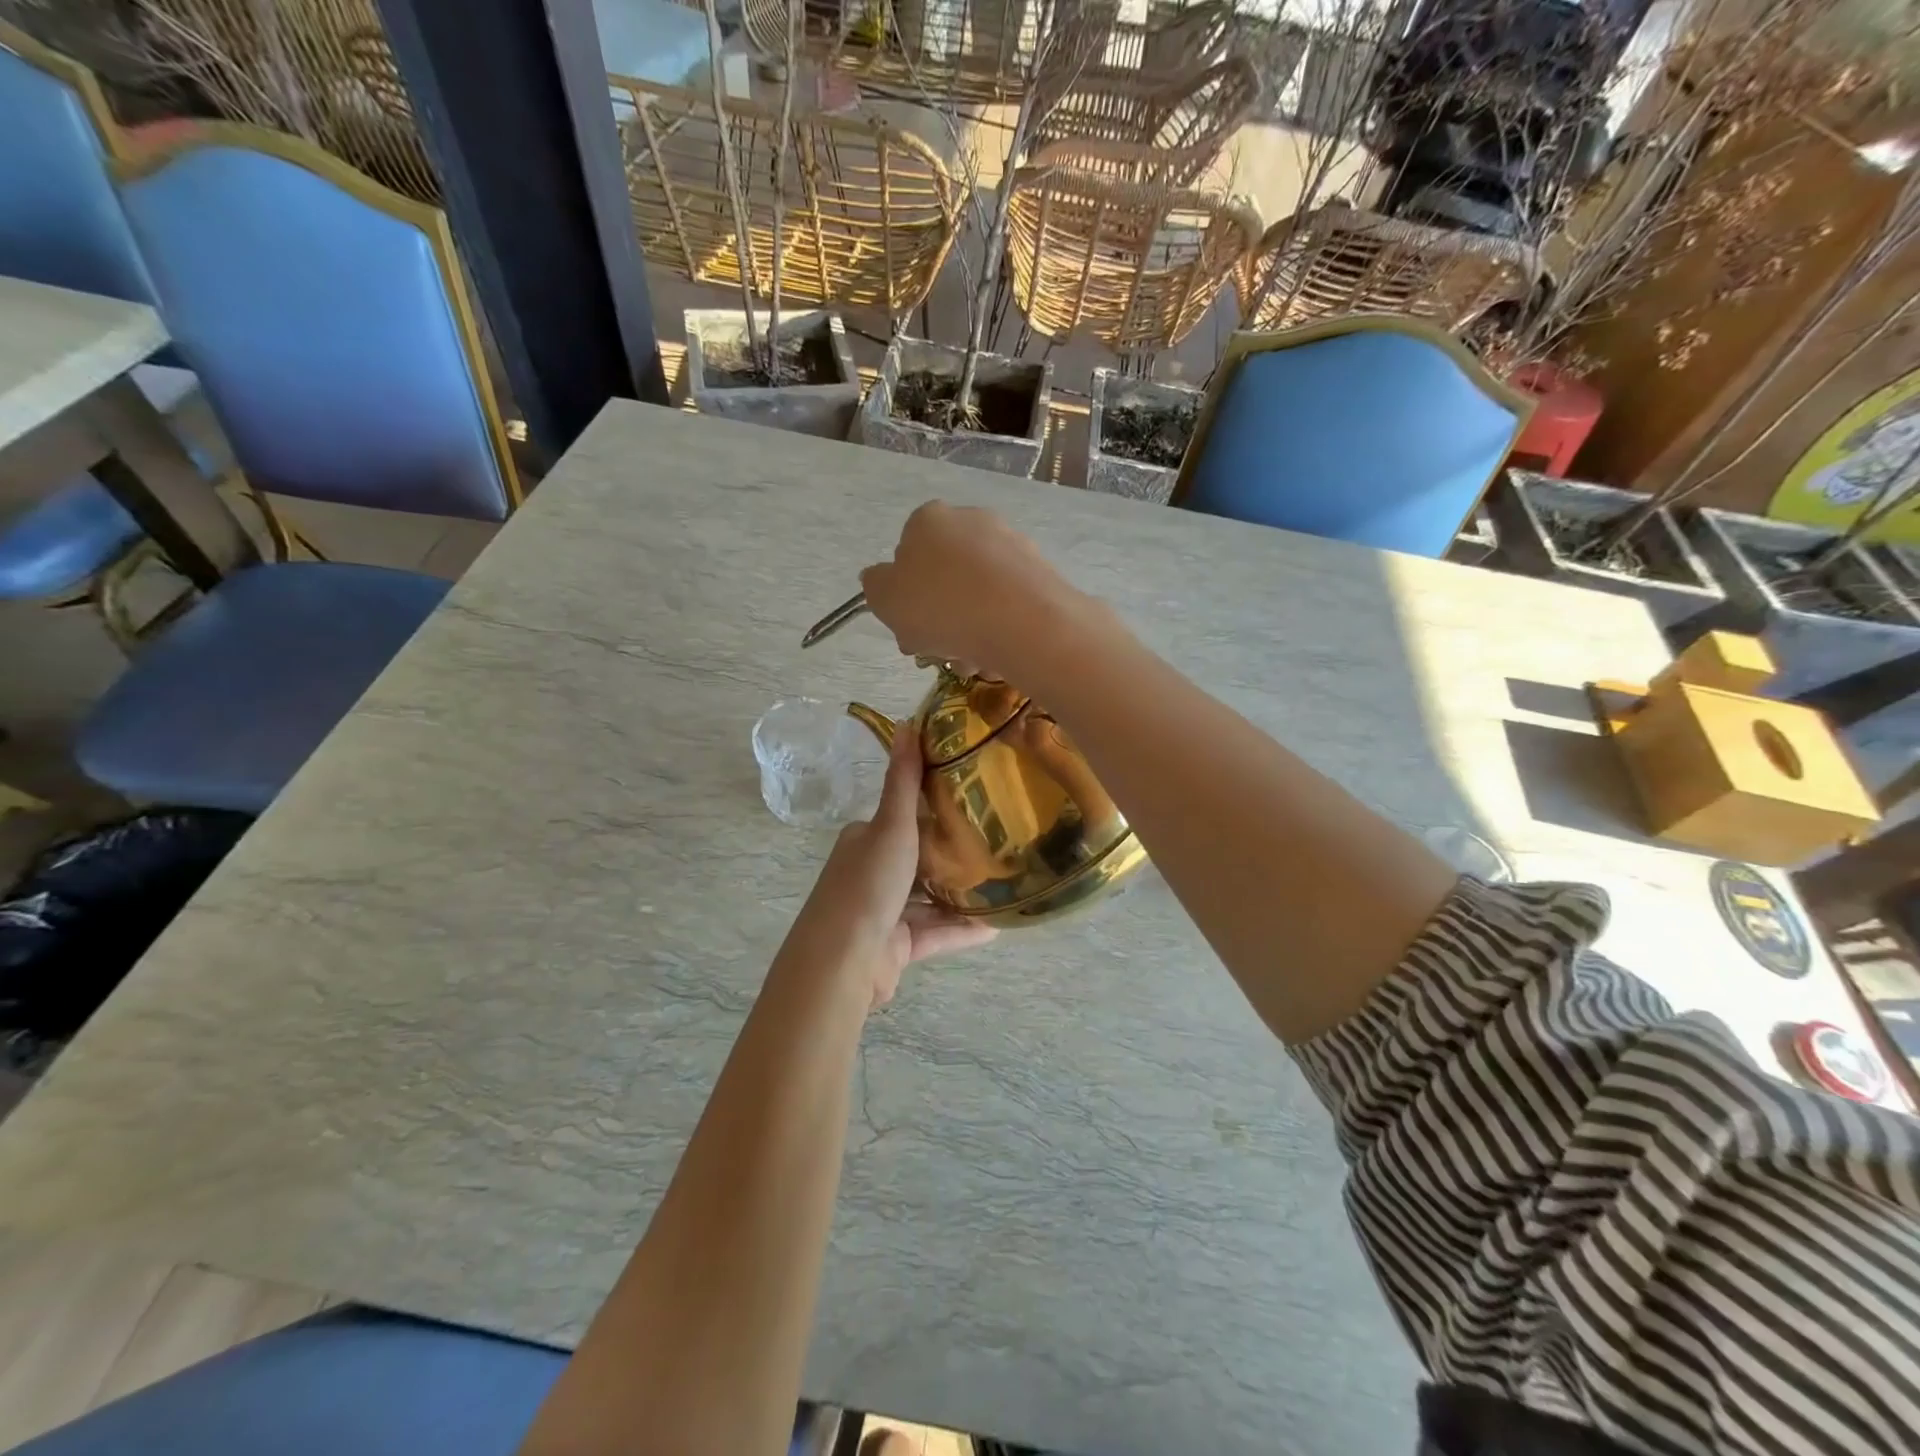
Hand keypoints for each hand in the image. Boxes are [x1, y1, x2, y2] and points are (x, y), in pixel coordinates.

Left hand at [788, 727, 995, 1008]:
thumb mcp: (891, 825)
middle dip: (952, 855)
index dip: (932, 810)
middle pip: (918, 860)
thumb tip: (908, 723)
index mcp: (864, 841)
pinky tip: (996, 927)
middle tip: (998, 844)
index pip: (901, 819)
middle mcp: (871, 874)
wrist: (843, 960)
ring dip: (961, 895)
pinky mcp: (896, 949)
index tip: (973, 803)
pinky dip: (962, 931)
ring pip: (929, 900)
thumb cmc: (868, 884)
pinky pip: (936, 935)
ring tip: (1003, 885)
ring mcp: (883, 914)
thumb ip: (903, 780)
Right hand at [860, 502, 1085, 680]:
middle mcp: (971, 521)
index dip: (904, 597)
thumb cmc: (940, 606)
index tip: (908, 630)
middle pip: (944, 578)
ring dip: (968, 630)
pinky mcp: (1040, 571)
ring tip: (970, 661)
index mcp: (928, 520)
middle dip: (938, 618)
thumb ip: (876, 586)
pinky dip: (999, 629)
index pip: (907, 555)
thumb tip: (880, 578)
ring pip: (977, 595)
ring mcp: (1010, 544)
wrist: (1021, 620)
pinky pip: (1008, 605)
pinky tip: (997, 655)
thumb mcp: (885, 599)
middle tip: (937, 650)